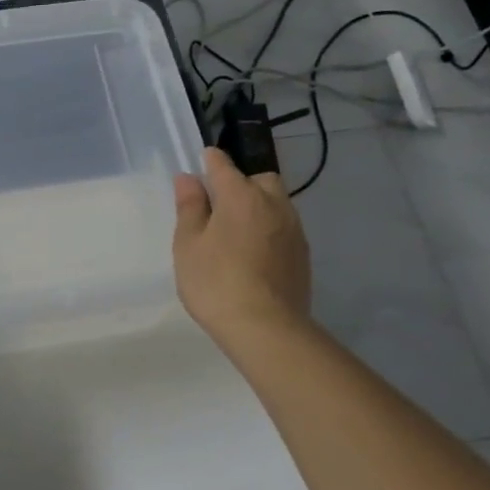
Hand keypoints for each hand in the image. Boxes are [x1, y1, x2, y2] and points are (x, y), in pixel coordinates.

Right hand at [172, 146, 311, 343]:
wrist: (266, 327)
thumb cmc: (215, 282)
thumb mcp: (188, 244)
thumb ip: (190, 208)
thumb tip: (188, 178)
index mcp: (241, 196)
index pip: (223, 165)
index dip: (209, 161)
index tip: (201, 161)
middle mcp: (273, 204)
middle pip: (260, 180)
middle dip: (241, 183)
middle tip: (219, 206)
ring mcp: (293, 230)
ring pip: (276, 203)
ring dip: (258, 207)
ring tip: (236, 232)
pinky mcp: (302, 254)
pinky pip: (284, 228)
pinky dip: (268, 230)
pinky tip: (253, 253)